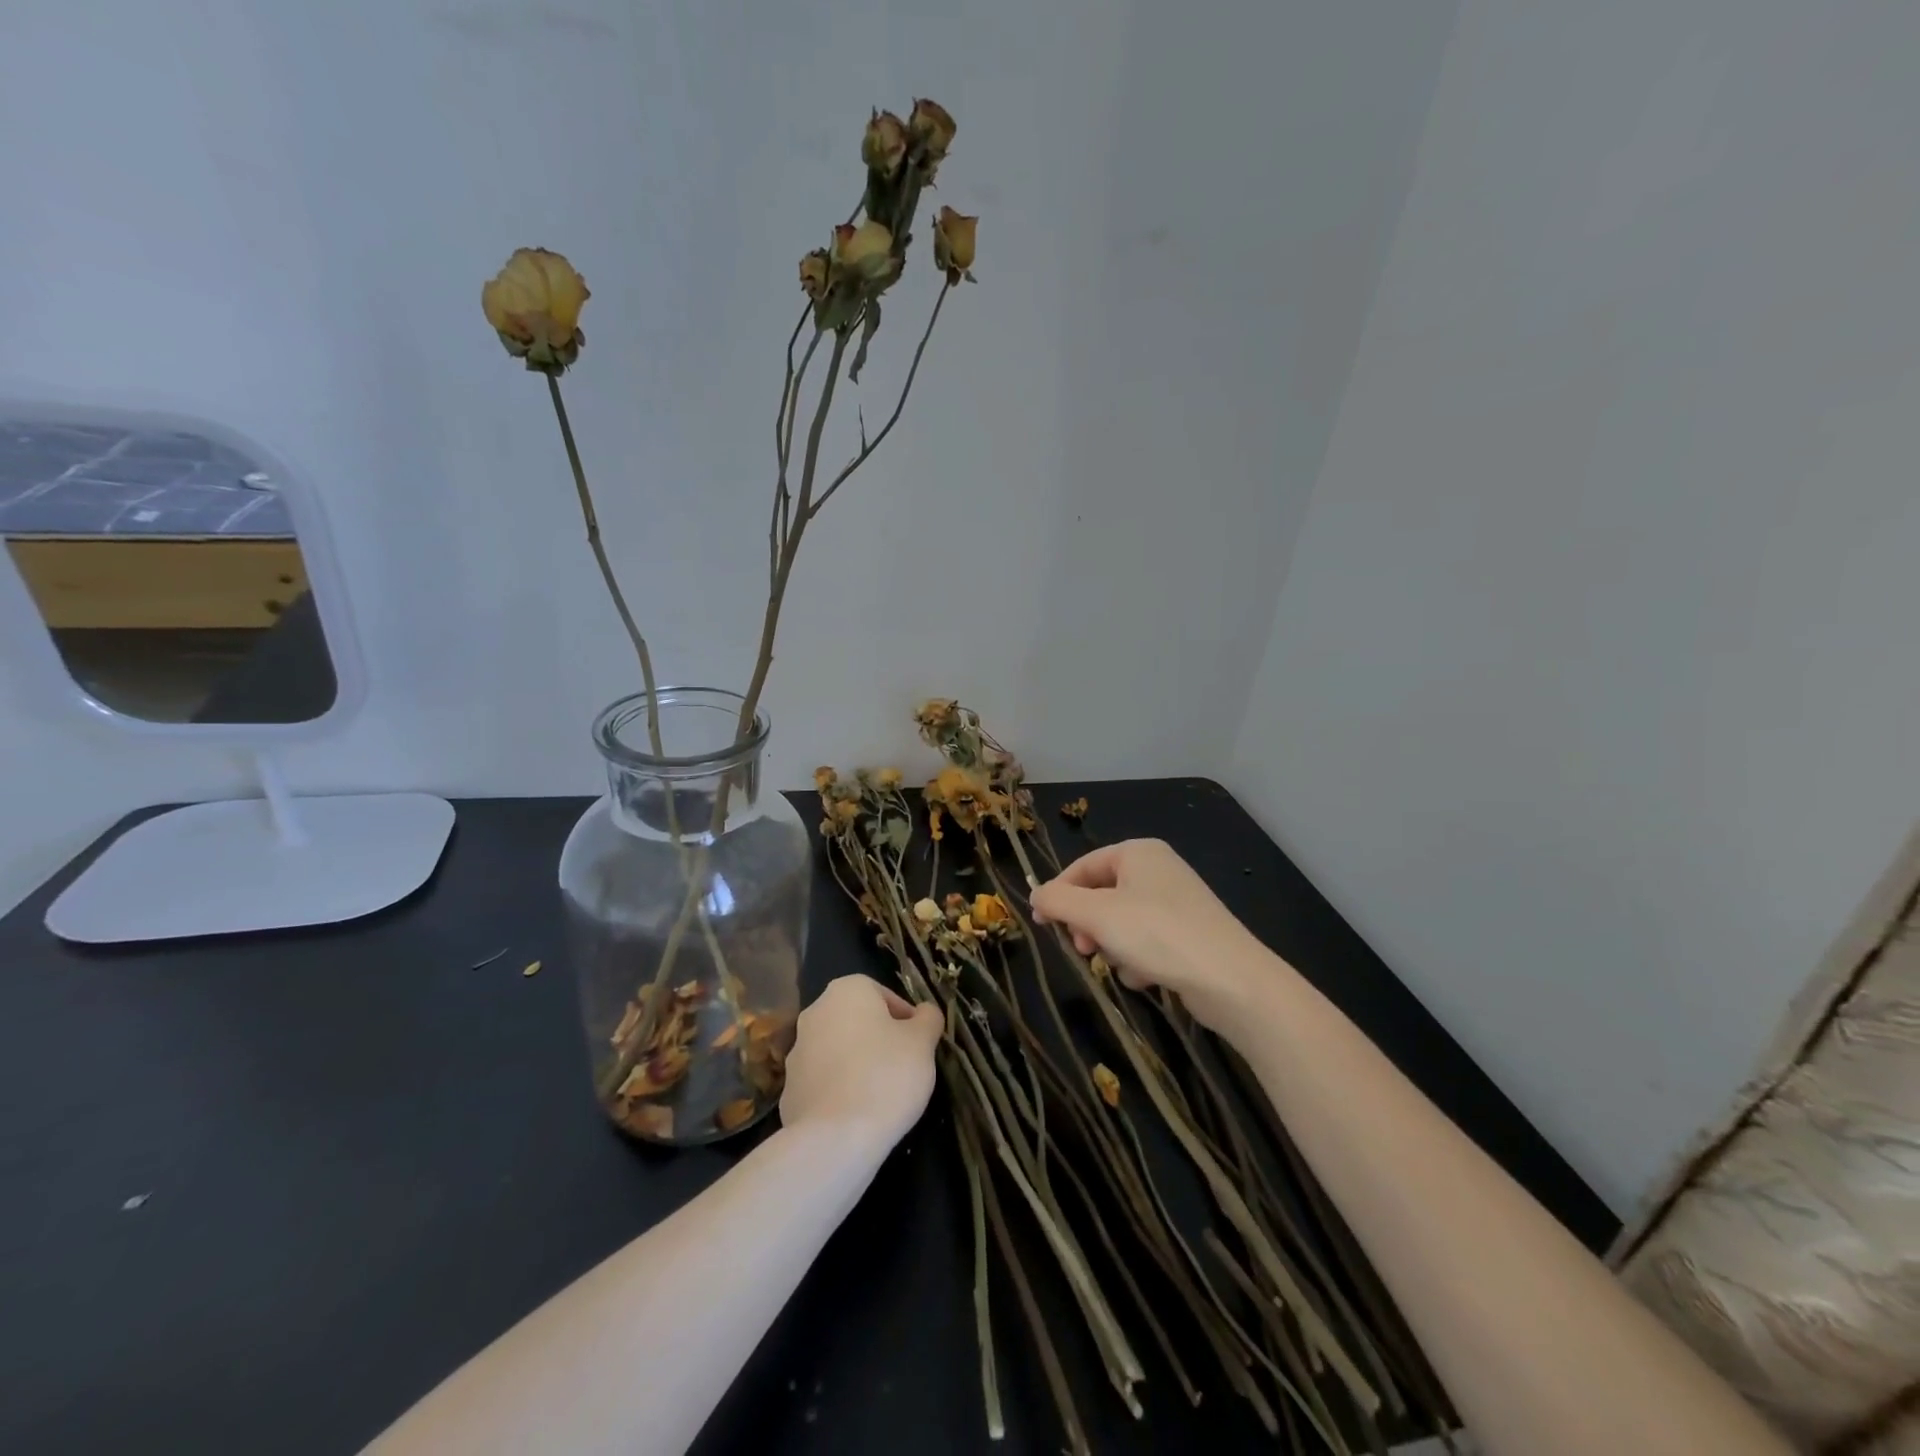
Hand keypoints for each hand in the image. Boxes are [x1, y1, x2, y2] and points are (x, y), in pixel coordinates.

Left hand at [780, 974, 943, 1149]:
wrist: (834, 1139)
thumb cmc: (886, 1076)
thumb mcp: (923, 1042)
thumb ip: (928, 1018)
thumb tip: (924, 1013)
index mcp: (847, 990)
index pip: (885, 996)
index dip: (907, 1021)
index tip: (919, 1046)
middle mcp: (816, 1012)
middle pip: (860, 1021)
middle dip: (881, 1041)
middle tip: (904, 1068)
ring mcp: (797, 1052)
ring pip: (840, 1050)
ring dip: (859, 1065)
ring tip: (882, 1095)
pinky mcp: (789, 1090)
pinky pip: (824, 1082)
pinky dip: (840, 1091)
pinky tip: (857, 1114)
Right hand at [1029, 839, 1275, 1028]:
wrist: (1231, 979)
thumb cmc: (1157, 934)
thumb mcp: (1096, 914)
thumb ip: (1058, 901)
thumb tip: (1035, 895)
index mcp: (1138, 853)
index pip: (1082, 866)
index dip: (1058, 894)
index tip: (1040, 923)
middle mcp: (1158, 870)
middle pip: (1102, 895)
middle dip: (1088, 926)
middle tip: (1083, 949)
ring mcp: (1176, 902)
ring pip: (1121, 922)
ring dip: (1113, 947)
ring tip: (1121, 965)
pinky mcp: (1189, 934)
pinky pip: (1146, 941)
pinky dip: (1139, 959)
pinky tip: (1146, 977)